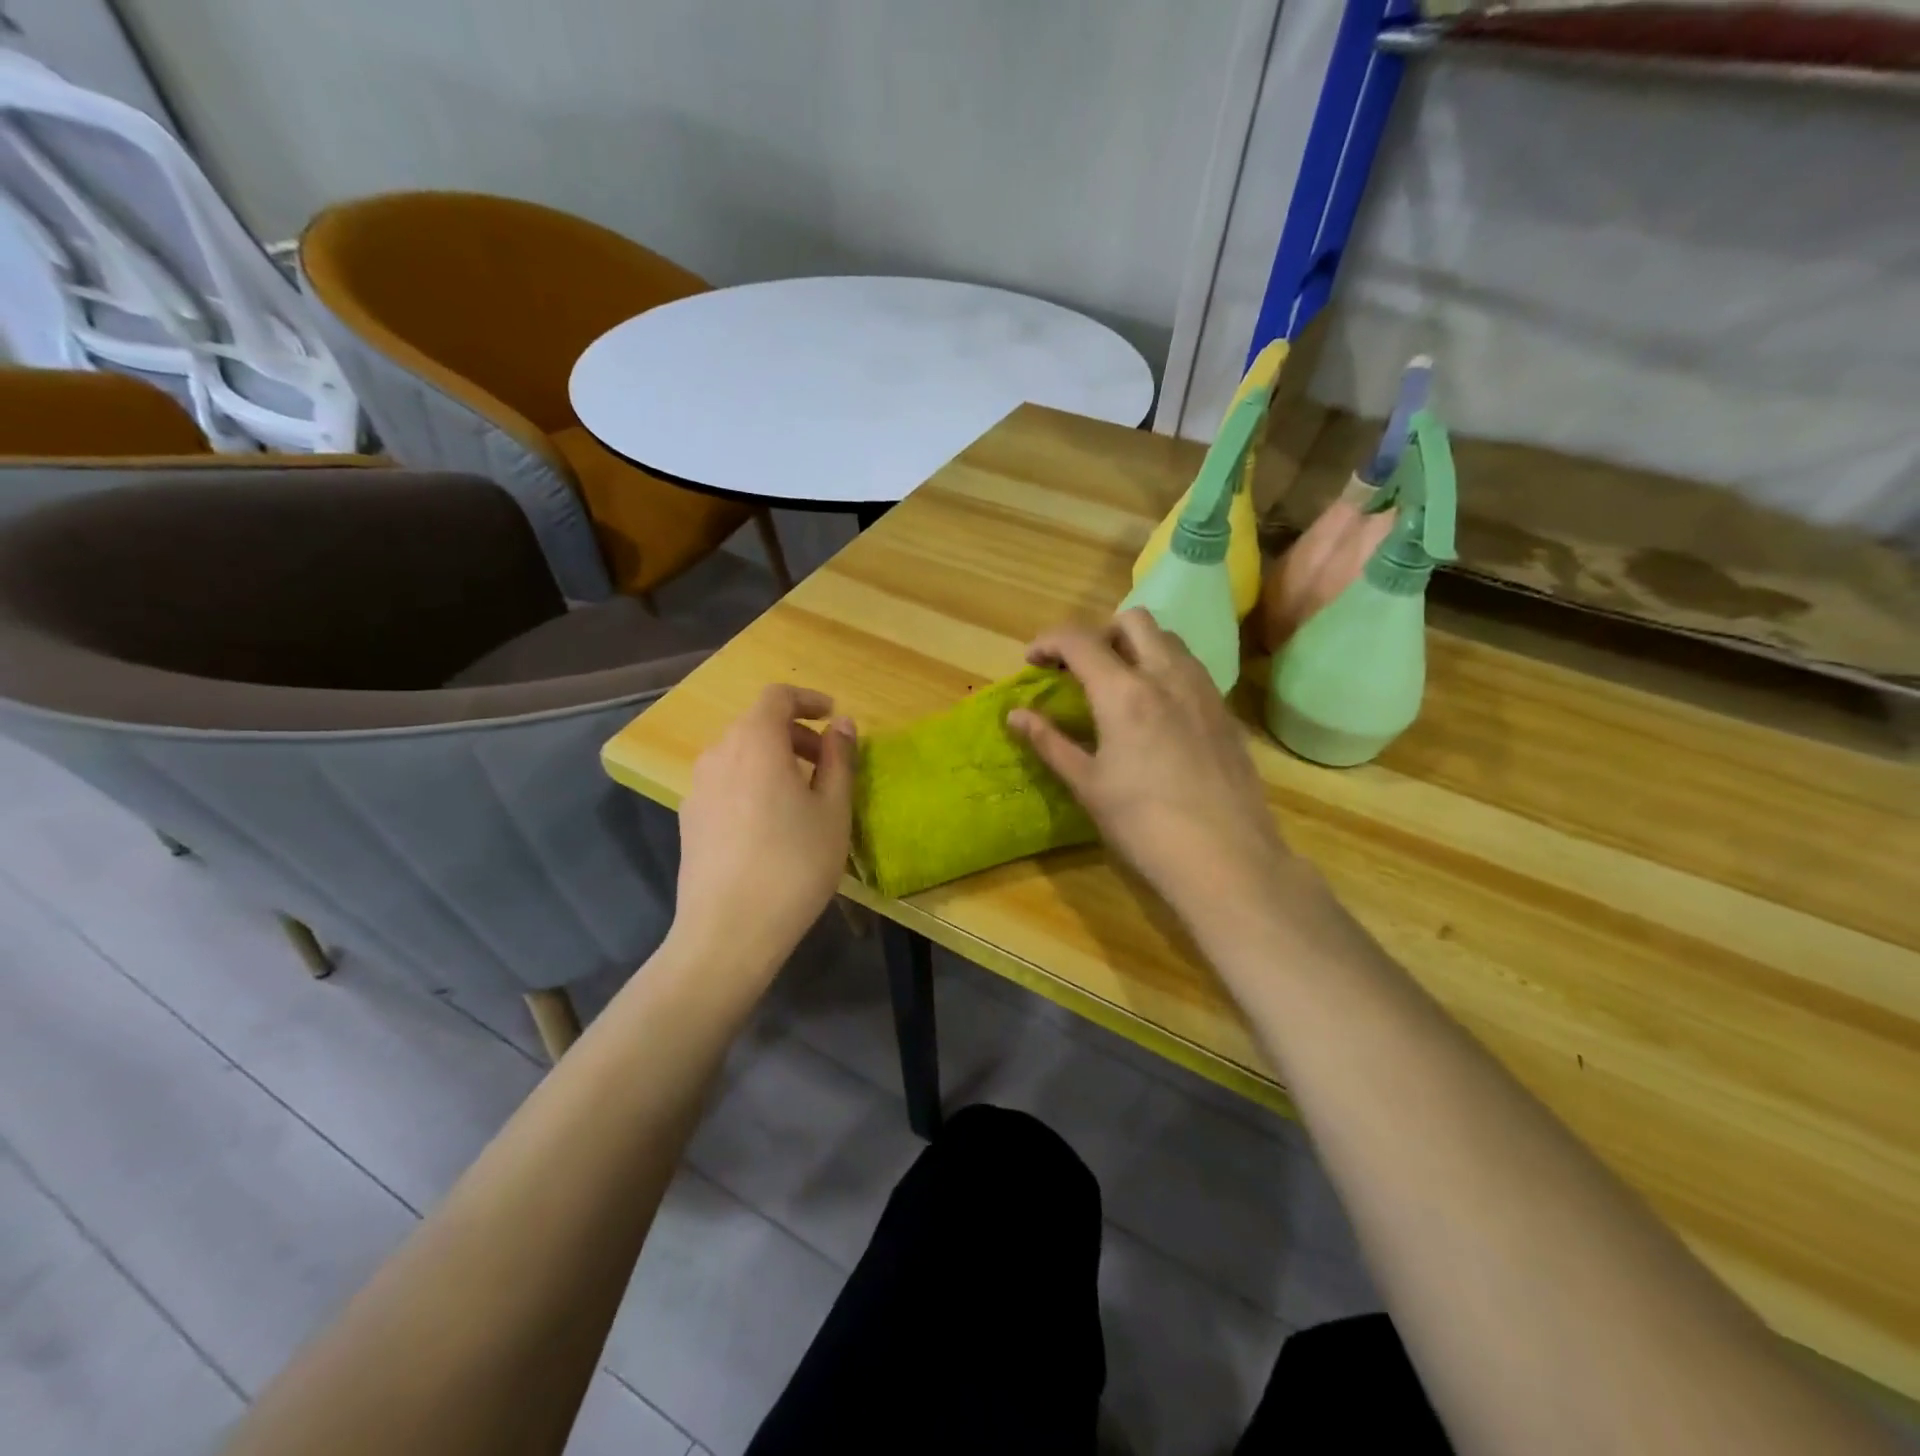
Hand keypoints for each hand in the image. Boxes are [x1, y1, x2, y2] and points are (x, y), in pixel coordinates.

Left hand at [671, 685, 854, 973]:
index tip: (833, 718)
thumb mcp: (833, 810)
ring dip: (773, 758)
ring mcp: (698, 786)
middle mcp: (719, 753)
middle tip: (827, 763)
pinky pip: (726, 781)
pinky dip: (752, 781)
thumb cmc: (794, 864)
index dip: (808, 699)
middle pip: (756, 724)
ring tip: (802, 795)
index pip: (777, 697)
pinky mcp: (689, 817)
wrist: (728, 931)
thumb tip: (842, 724)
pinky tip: (770, 823)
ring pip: (740, 753)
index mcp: (756, 743)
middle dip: (795, 733)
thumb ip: (839, 759)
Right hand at [1009, 611, 1311, 935]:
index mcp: (1124, 692)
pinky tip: (1157, 713)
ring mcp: (1204, 690)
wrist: (1226, 859)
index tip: (1033, 661)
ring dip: (1136, 647)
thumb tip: (1016, 716)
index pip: (1079, 640)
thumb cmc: (1144, 825)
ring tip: (1119, 686)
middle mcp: (1167, 676)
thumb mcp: (1088, 785)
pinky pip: (1192, 669)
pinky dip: (1165, 670)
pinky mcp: (1226, 712)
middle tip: (1081, 669)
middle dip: (1099, 633)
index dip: (1049, 641)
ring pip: (1169, 639)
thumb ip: (1050, 742)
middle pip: (1132, 621)